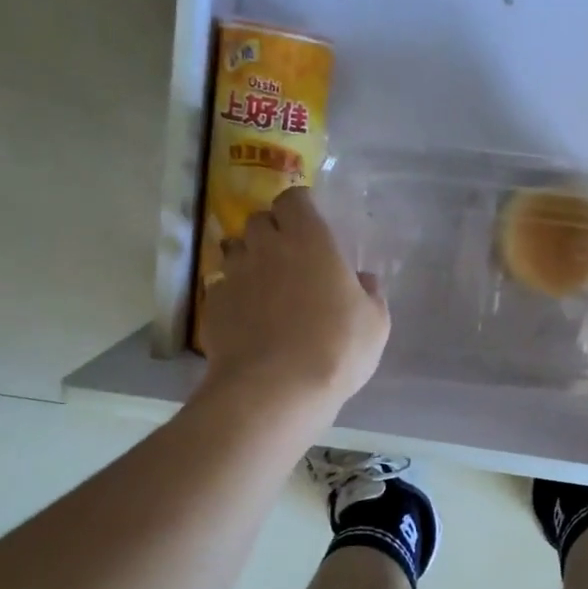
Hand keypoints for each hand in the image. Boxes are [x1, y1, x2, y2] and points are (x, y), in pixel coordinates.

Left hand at [199, 187, 389, 416]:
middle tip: (288, 256)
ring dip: (249, 260)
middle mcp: (266, 247)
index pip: (293, 199)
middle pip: (259, 220)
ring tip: (264, 286)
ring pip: (235, 251)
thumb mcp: (375, 324)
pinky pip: (221, 287)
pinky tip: (247, 318)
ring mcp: (234, 275)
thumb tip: (364, 280)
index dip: (300, 208)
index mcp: (310, 240)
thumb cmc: (336, 348)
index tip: (310, 224)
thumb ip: (370, 293)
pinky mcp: (212, 305)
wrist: (275, 389)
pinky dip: (233, 294)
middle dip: (271, 231)